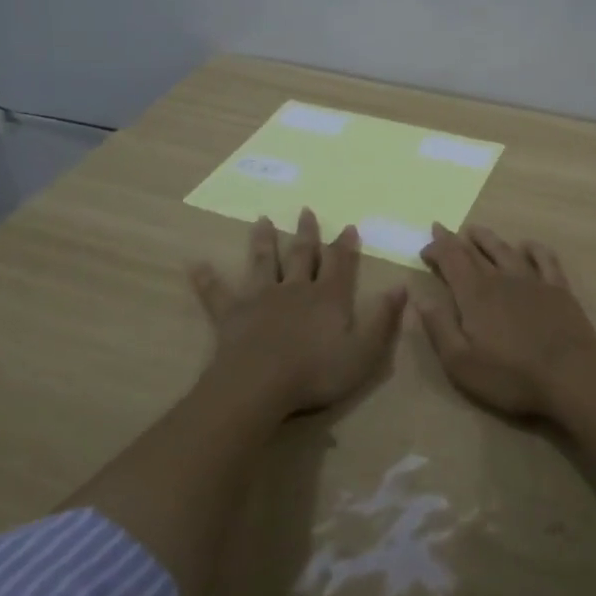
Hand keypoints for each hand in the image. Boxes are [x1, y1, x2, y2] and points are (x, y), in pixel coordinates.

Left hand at [189, 209, 406, 417]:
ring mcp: (261, 298)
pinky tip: (195, 264)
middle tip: (306, 210)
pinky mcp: (232, 313)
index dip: (345, 245)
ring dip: (264, 242)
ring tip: (262, 220)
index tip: (349, 226)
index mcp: (328, 297)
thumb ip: (383, 319)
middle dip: (307, 233)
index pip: (339, 264)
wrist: (260, 385)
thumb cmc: (316, 372)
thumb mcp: (364, 352)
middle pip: (302, 255)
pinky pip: (217, 292)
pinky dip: (207, 278)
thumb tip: (401, 286)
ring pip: (264, 262)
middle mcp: (296, 288)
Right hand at [418, 223, 595, 420]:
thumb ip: (438, 327)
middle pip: (474, 252)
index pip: (451, 260)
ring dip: (487, 238)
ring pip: (505, 250)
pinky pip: (544, 259)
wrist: (571, 374)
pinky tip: (526, 245)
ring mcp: (532, 280)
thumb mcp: (461, 361)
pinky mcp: (558, 288)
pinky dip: (532, 248)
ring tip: (474, 230)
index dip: (436, 249)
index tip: (424, 248)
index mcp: (474, 294)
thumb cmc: (511, 374)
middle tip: (441, 229)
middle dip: (454, 240)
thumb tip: (420, 297)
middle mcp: (501, 278)